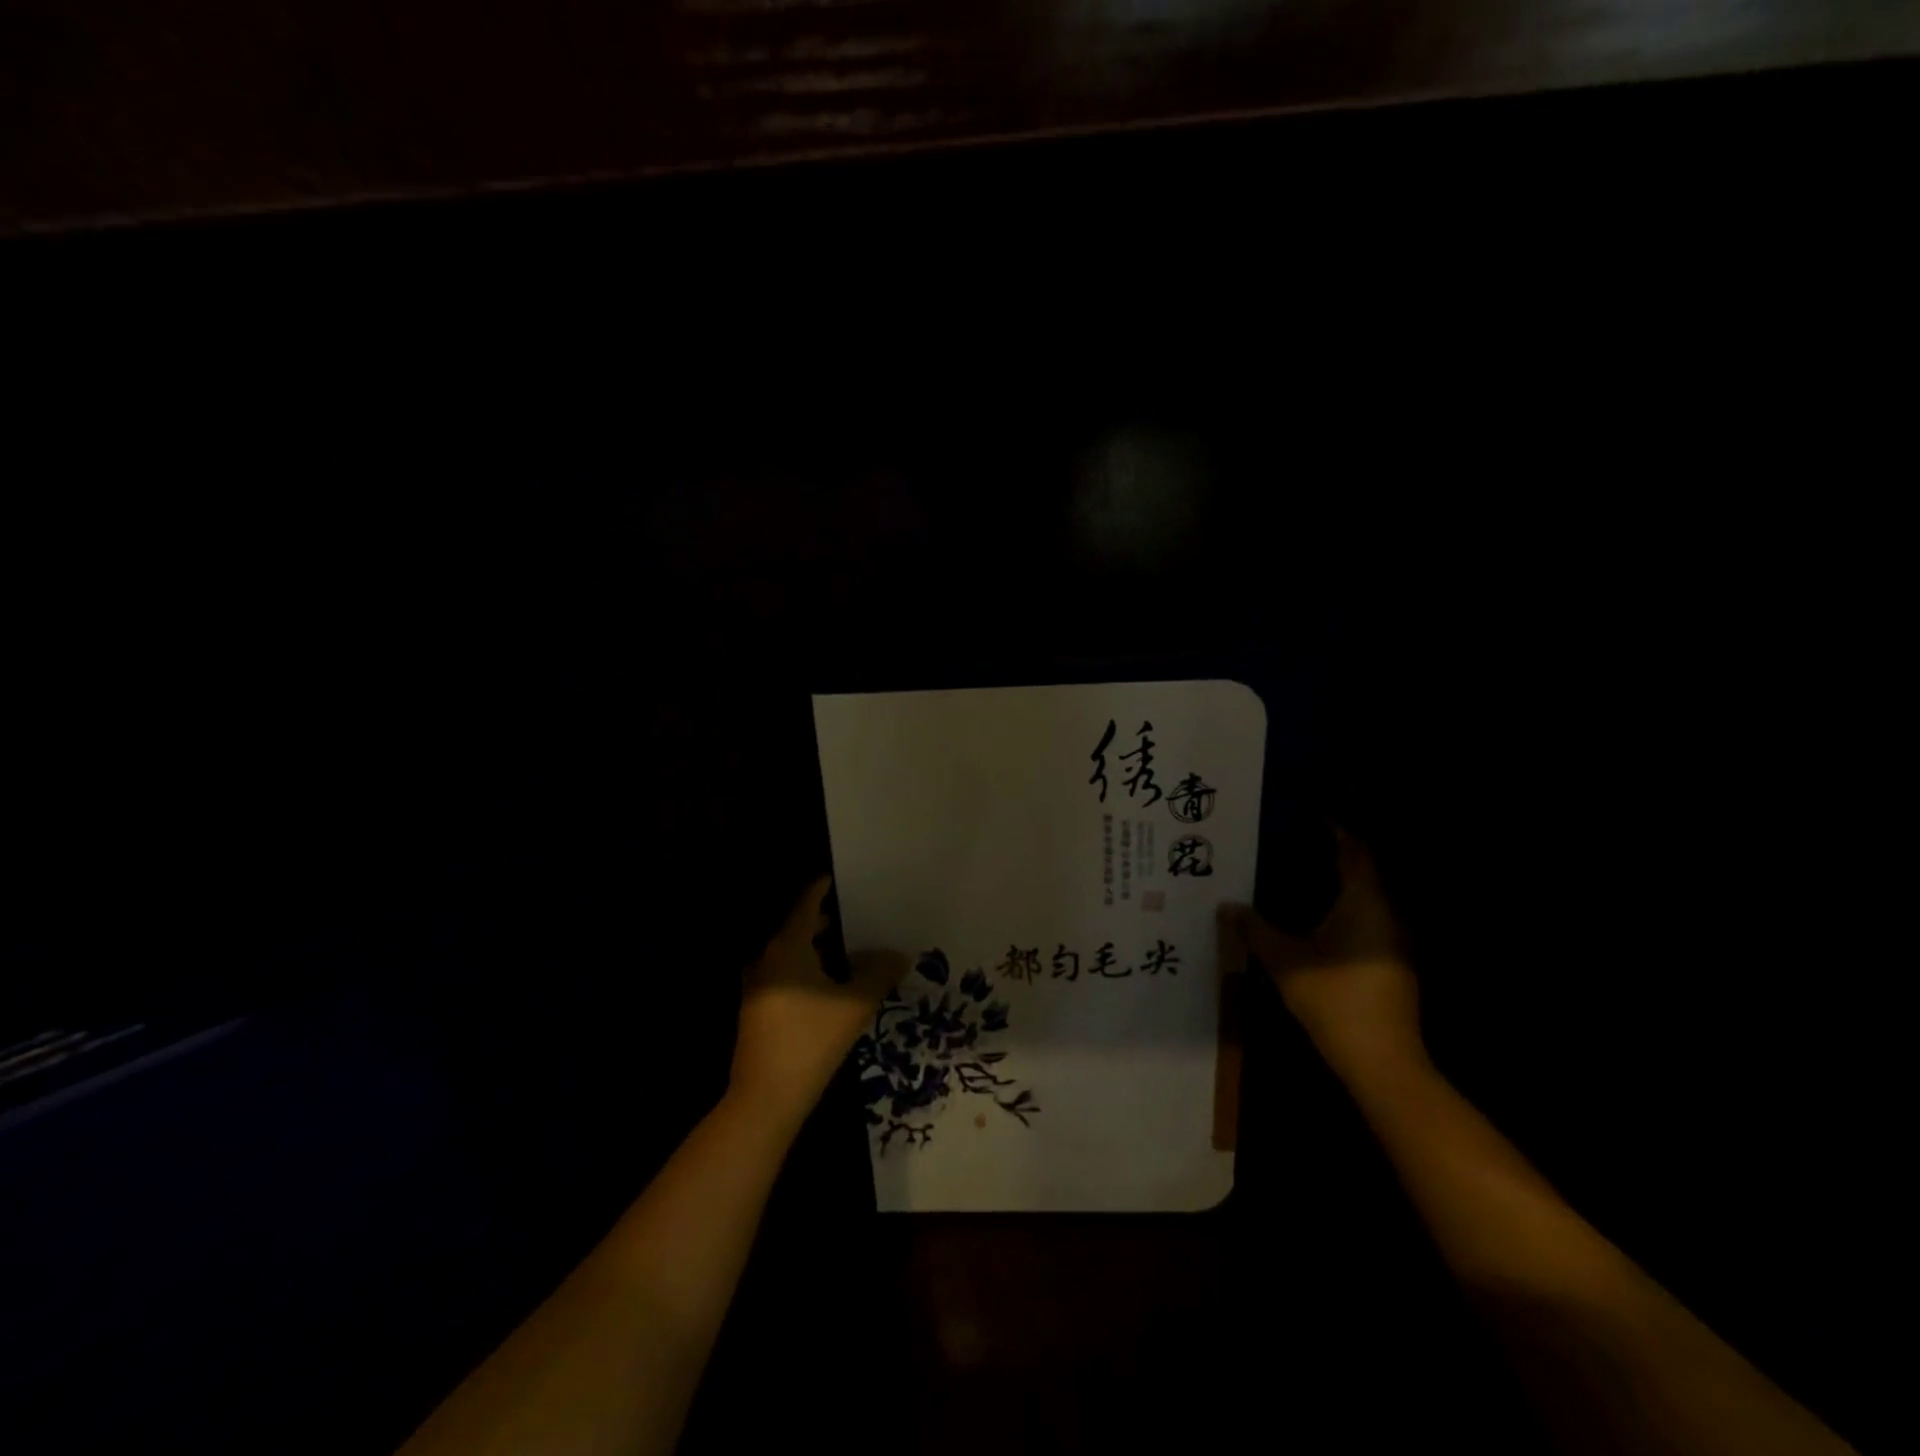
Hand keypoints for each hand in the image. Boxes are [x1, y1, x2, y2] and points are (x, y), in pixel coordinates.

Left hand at [729, 876, 907, 1132]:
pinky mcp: (759, 1010)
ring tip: (853, 946)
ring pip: (793, 954)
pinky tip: (834, 982)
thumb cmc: (810, 1040)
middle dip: (828, 920)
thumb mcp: (854, 1005)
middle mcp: (768, 959)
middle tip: (861, 913)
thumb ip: (879, 973)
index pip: (806, 904)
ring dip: (819, 947)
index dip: (824, 888)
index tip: (845, 877)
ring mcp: (759, 986)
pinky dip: (809, 969)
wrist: (765, 1098)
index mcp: (787, 948)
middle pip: (799, 927)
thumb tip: (900, 954)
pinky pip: (787, 974)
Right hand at [1225, 828, 1425, 1086]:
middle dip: (1332, 855)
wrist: (1382, 1060)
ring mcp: (1393, 941)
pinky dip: (1342, 908)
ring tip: (1297, 875)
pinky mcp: (1391, 963)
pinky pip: (1366, 919)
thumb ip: (1255, 929)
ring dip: (1337, 884)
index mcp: (1365, 902)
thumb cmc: (1334, 999)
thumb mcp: (1284, 960)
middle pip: (1363, 871)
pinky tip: (1314, 918)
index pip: (1354, 851)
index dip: (1334, 830)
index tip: (1306, 816)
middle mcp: (1386, 914)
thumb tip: (1227, 907)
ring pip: (1365, 898)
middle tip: (1291, 844)